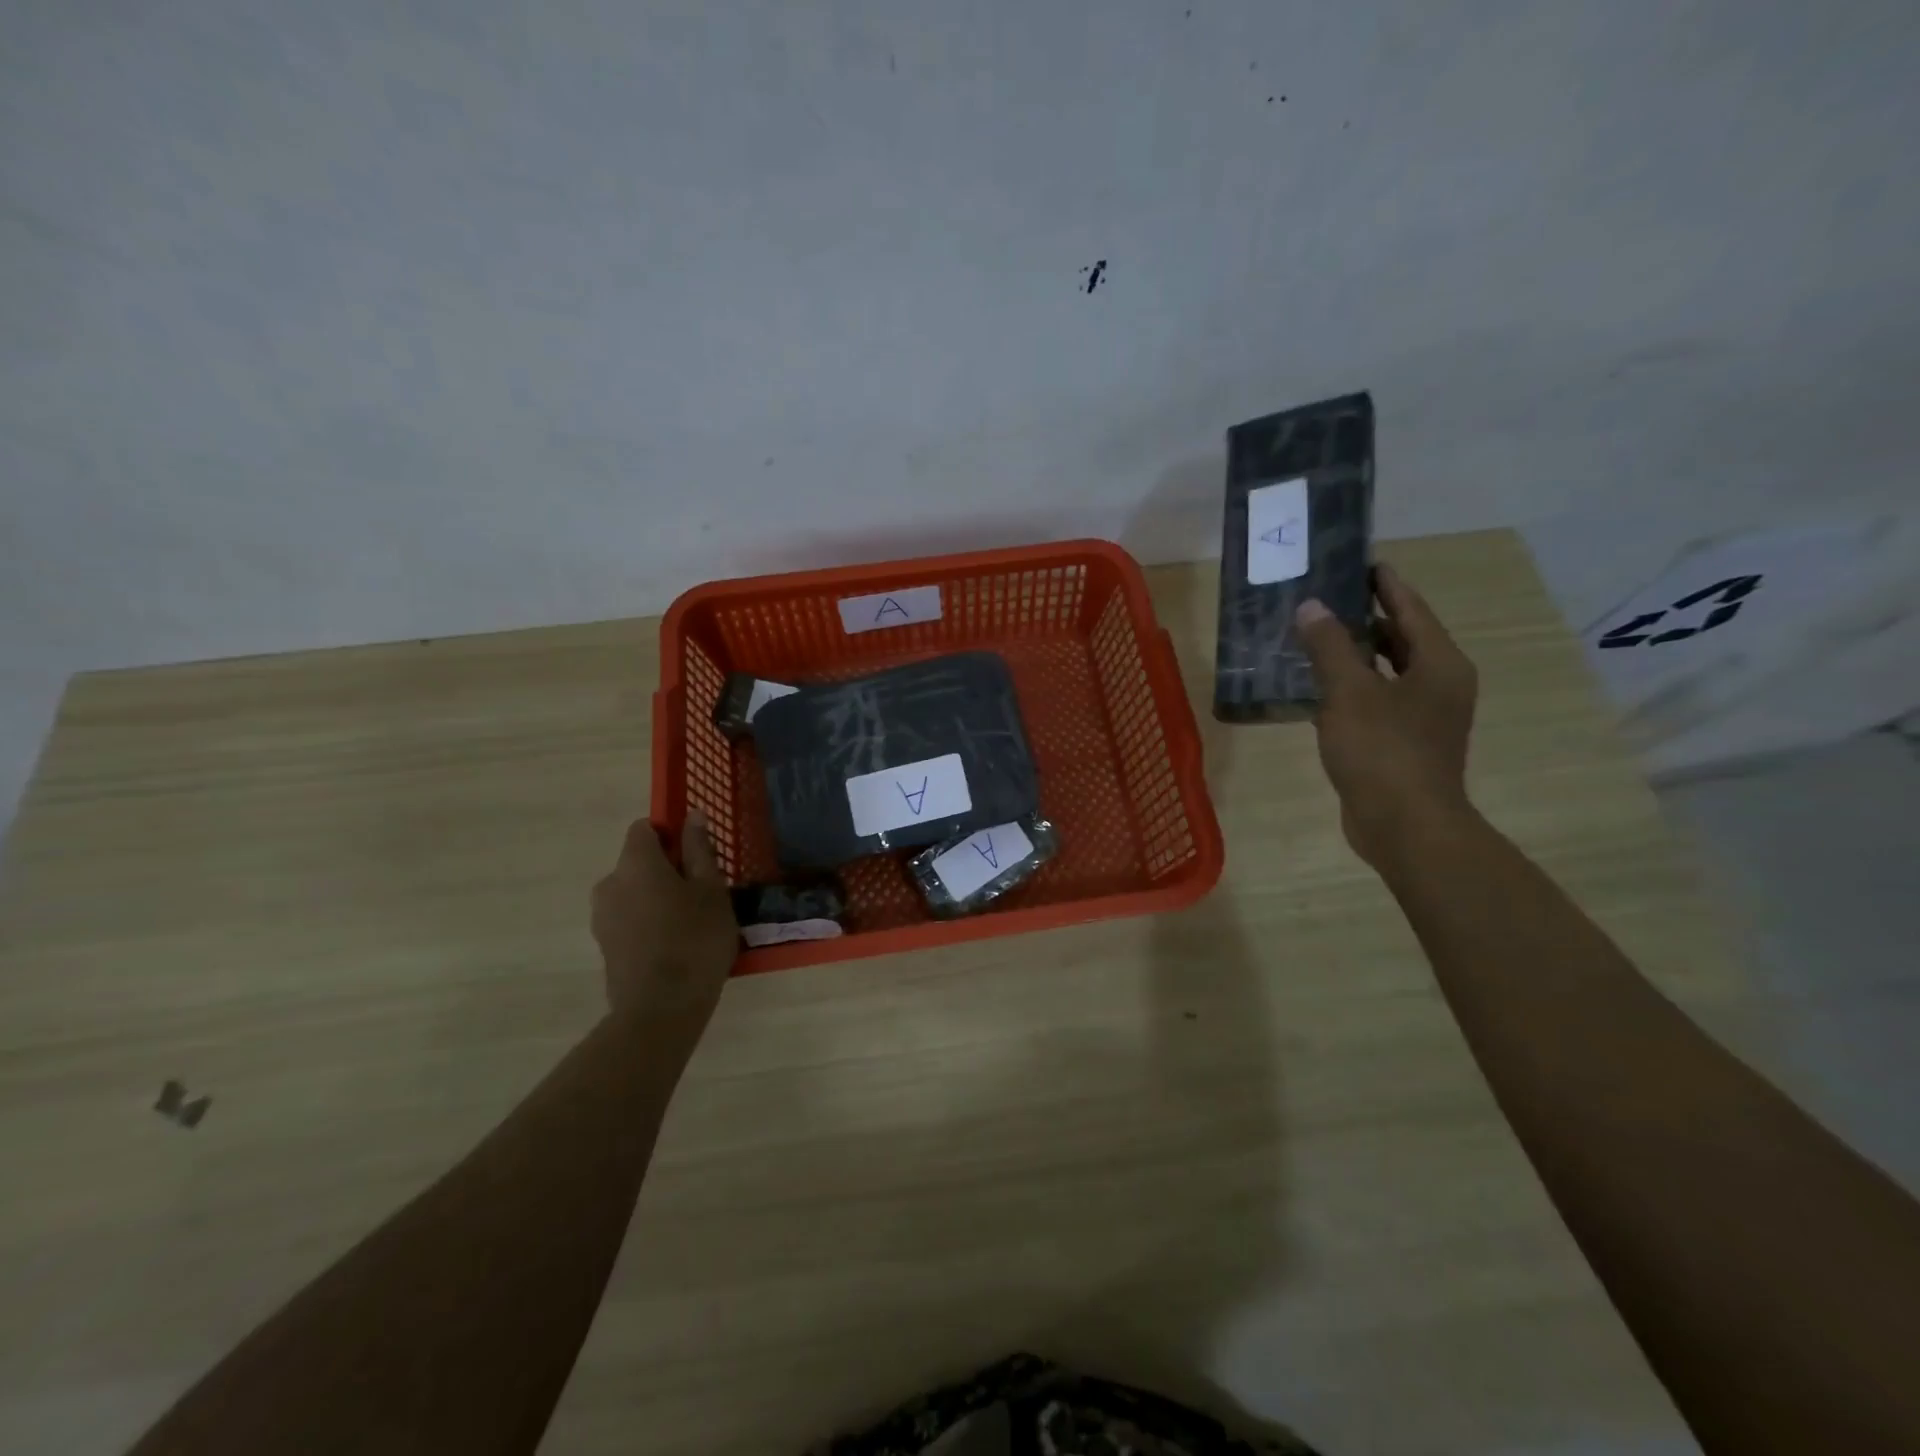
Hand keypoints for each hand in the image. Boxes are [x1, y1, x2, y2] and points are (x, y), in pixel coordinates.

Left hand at [590, 813, 736, 1021]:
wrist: (660, 1010)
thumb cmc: (695, 939)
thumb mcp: (711, 890)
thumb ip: (700, 850)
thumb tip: (693, 815)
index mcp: (635, 862)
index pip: (644, 828)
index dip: (671, 833)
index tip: (697, 855)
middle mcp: (609, 883)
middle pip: (638, 862)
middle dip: (667, 869)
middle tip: (703, 892)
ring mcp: (602, 917)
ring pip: (634, 892)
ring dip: (657, 897)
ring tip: (691, 922)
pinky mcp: (604, 946)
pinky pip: (629, 919)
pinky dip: (648, 922)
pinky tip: (675, 944)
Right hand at [1294, 563, 1479, 869]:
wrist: (1404, 826)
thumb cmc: (1383, 751)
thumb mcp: (1349, 692)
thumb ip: (1330, 646)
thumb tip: (1312, 606)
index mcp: (1439, 664)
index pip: (1410, 609)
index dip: (1384, 584)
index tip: (1358, 561)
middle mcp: (1439, 684)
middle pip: (1401, 638)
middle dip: (1364, 617)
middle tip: (1324, 597)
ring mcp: (1423, 716)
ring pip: (1386, 671)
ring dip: (1354, 654)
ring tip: (1314, 636)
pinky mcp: (1402, 742)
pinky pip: (1374, 700)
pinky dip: (1350, 687)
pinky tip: (1316, 686)